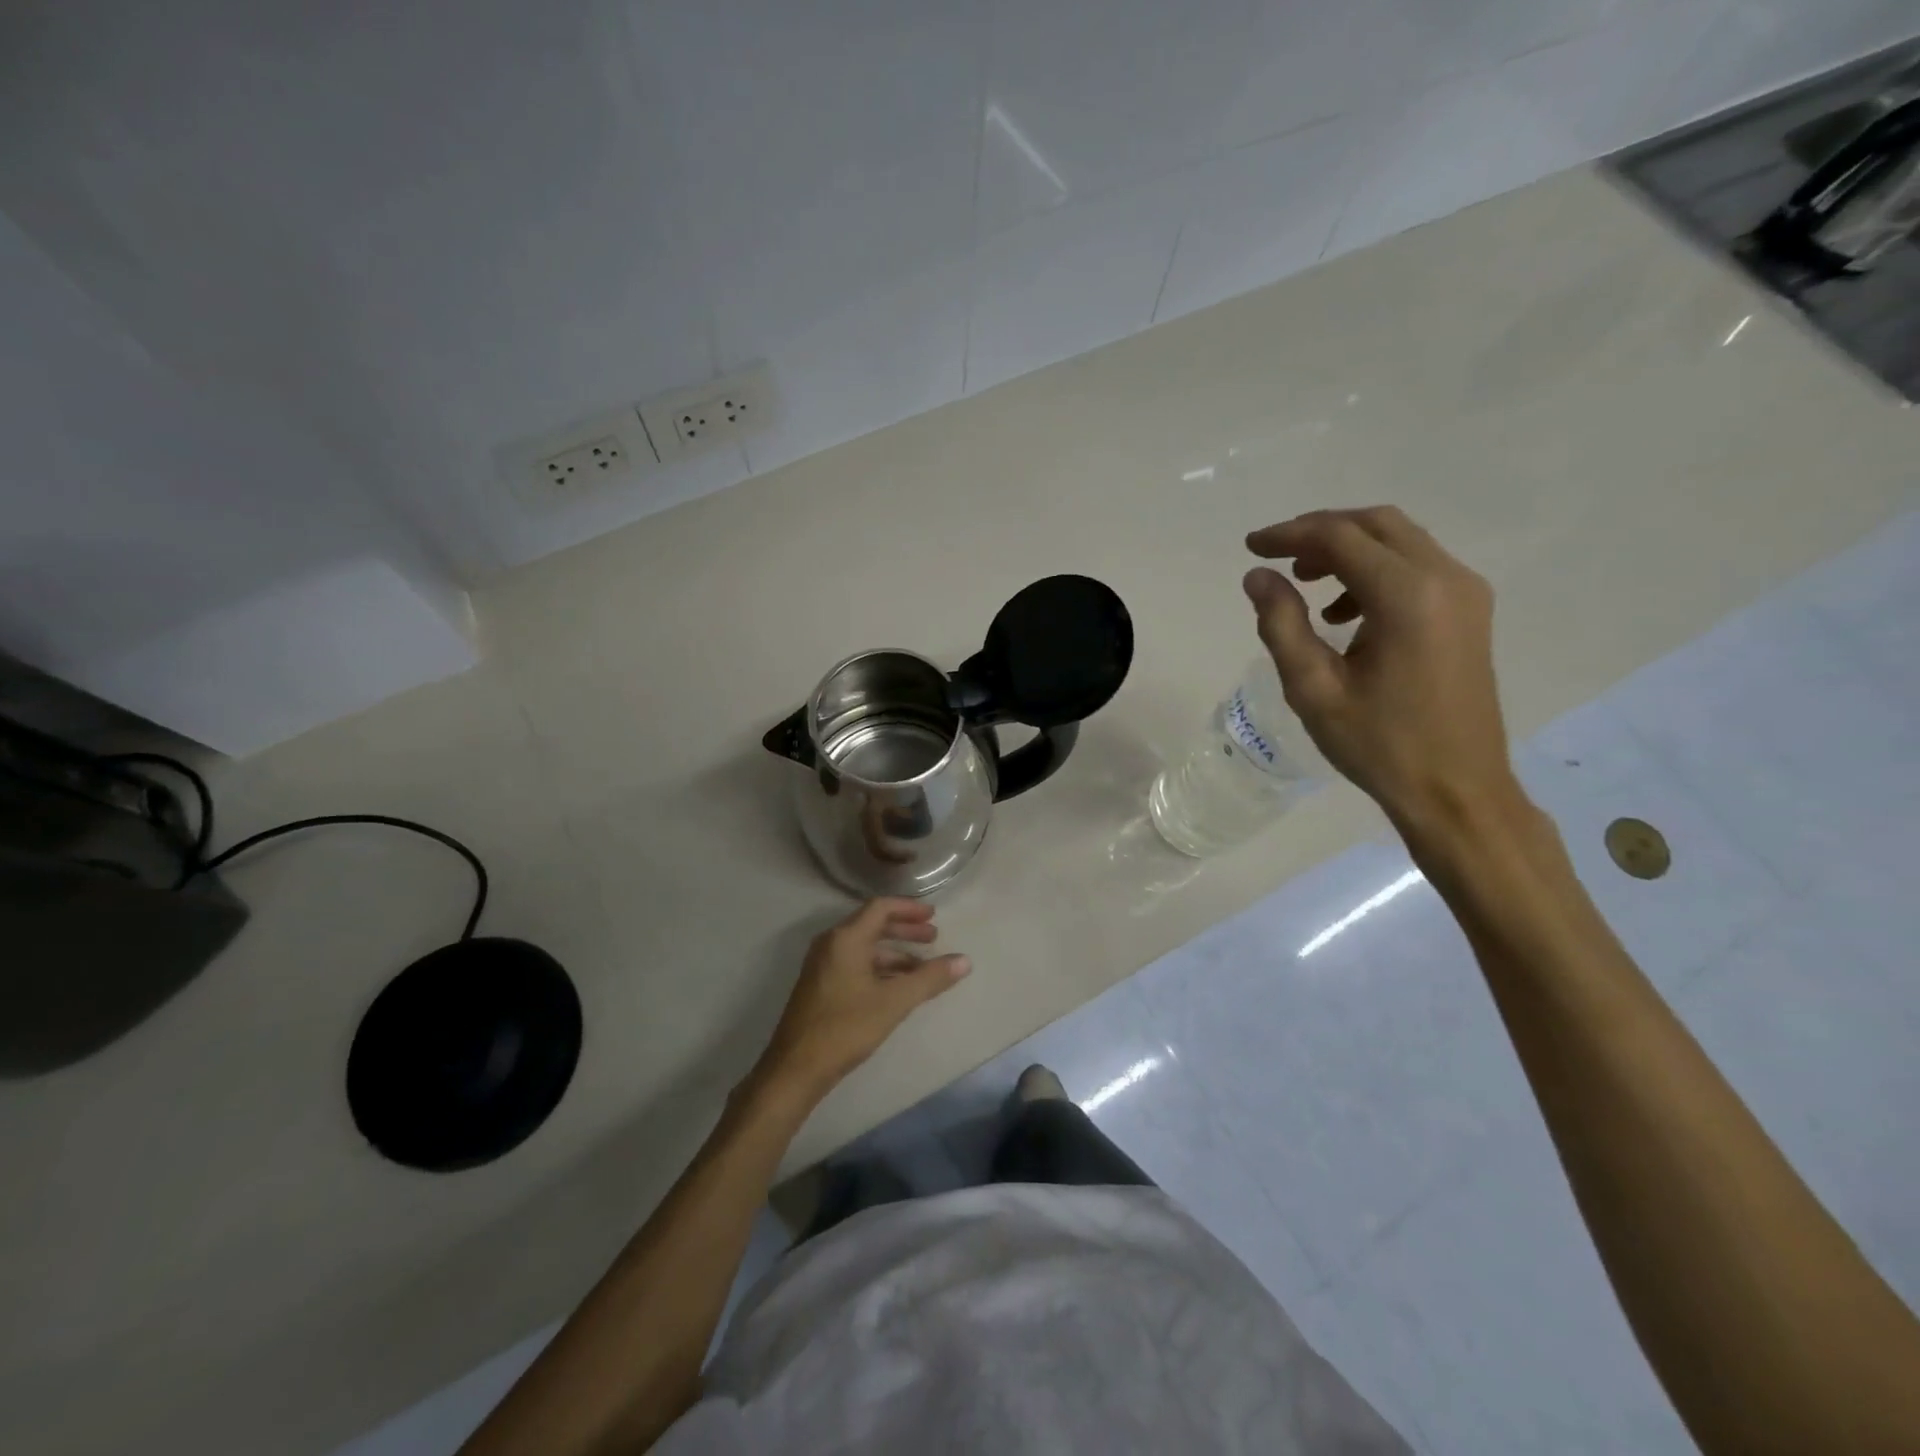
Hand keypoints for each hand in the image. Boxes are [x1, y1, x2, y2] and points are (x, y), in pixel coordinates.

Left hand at [752, 899, 969, 1103]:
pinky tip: (897, 987)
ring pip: (864, 948)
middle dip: (904, 930)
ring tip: (922, 968)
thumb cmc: (846, 1027)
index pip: (880, 908)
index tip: (934, 915)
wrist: (796, 1068)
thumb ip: (930, 978)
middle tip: (933, 937)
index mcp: (845, 938)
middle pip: (872, 925)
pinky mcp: (820, 986)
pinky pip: (855, 964)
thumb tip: (964, 960)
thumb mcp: (894, 1002)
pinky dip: (879, 968)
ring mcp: (822, 965)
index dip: (909, 908)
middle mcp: (831, 944)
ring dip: (894, 952)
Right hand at [1243, 506, 1521, 832]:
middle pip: (1376, 525)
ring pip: (1399, 541)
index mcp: (1407, 596)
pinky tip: (1343, 613)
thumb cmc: (1379, 744)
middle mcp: (1445, 579)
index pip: (1340, 538)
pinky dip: (1374, 571)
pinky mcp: (1469, 611)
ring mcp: (1466, 593)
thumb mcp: (1313, 689)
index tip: (1250, 548)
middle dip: (1319, 532)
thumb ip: (1281, 625)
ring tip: (1304, 583)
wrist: (1457, 789)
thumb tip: (1258, 577)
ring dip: (1347, 549)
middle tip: (1275, 556)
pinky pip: (1417, 567)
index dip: (1289, 535)